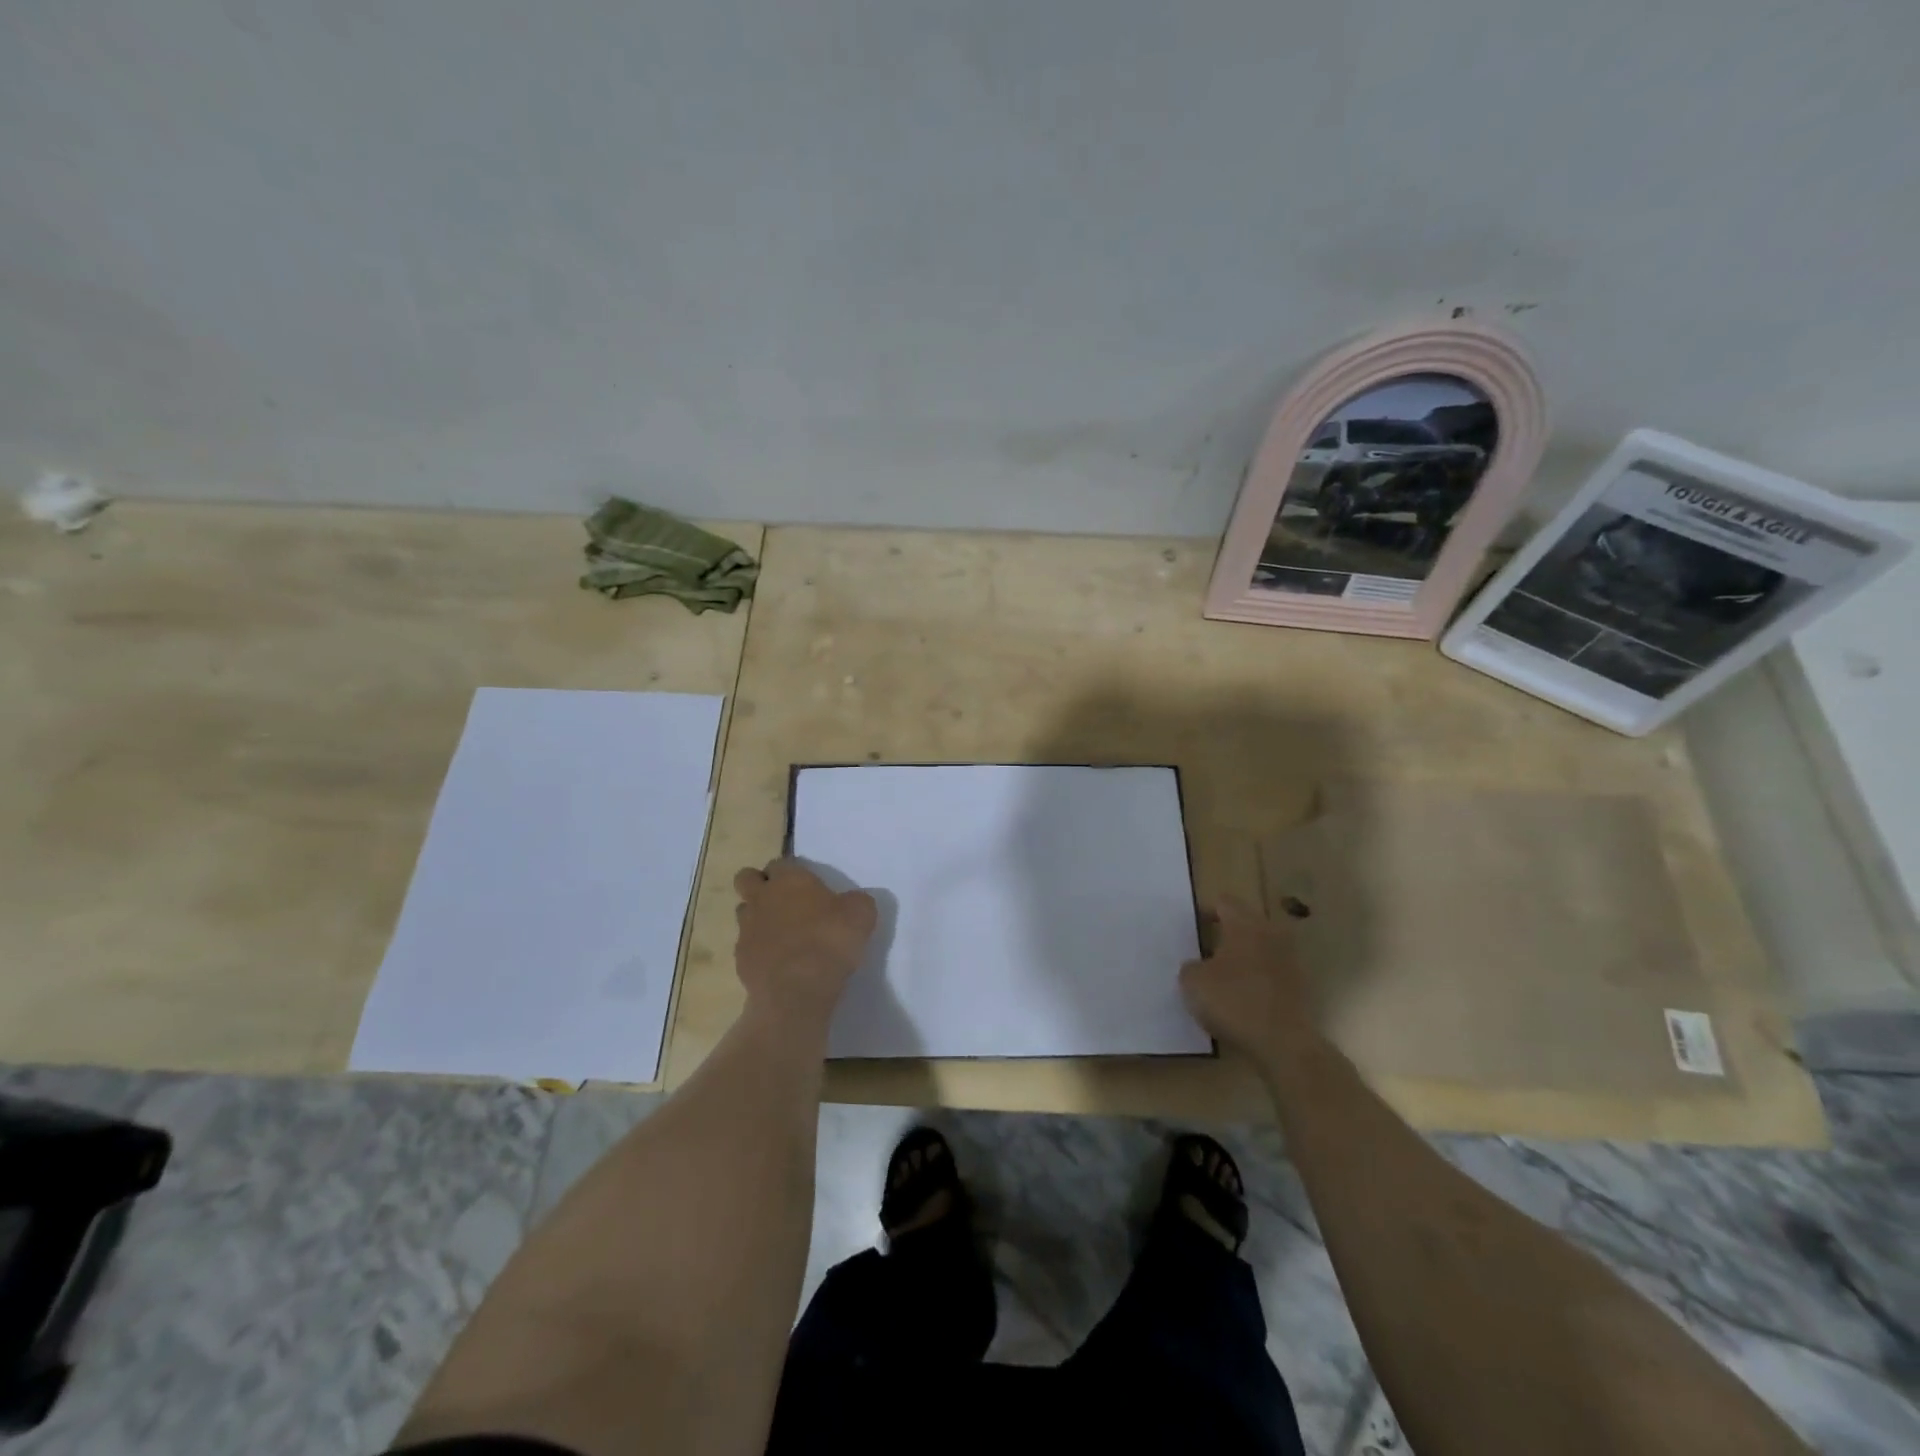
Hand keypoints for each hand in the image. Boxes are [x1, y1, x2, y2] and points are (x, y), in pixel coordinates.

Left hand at [732, 860, 876, 1026]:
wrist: (798, 990)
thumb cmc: (830, 941)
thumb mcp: (862, 914)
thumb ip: (855, 901)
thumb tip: (851, 902)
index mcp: (789, 879)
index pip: (781, 862)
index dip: (791, 871)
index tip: (807, 885)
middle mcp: (762, 897)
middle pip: (746, 878)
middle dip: (759, 884)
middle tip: (783, 900)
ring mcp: (746, 928)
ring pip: (743, 911)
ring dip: (758, 916)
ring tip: (781, 933)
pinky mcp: (740, 958)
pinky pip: (747, 945)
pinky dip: (759, 949)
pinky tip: (778, 962)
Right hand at [1180, 898, 1317, 1056]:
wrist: (1283, 1043)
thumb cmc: (1233, 1001)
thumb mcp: (1192, 982)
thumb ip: (1191, 966)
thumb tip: (1198, 965)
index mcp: (1244, 924)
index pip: (1224, 903)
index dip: (1206, 911)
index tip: (1193, 927)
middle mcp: (1271, 934)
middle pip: (1246, 923)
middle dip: (1227, 933)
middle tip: (1205, 949)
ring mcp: (1290, 961)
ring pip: (1261, 948)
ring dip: (1244, 957)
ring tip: (1222, 976)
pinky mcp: (1300, 988)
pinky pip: (1271, 973)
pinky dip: (1257, 980)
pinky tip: (1241, 997)